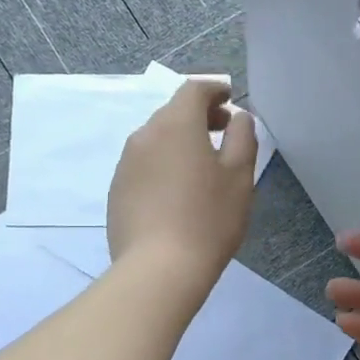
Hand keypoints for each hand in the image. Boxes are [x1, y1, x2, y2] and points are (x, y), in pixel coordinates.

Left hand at [108, 78, 256, 290]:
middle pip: (173, 112)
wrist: (158, 269)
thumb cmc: (208, 219)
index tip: (230, 99)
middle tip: (224, 132)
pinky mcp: (116, 190)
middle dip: (199, 116)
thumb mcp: (240, 176)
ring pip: (156, 139)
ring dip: (180, 141)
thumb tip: (239, 117)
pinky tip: (177, 192)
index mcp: (176, 125)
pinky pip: (144, 164)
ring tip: (202, 165)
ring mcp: (126, 164)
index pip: (194, 90)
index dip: (214, 90)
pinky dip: (163, 164)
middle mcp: (145, 135)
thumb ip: (243, 137)